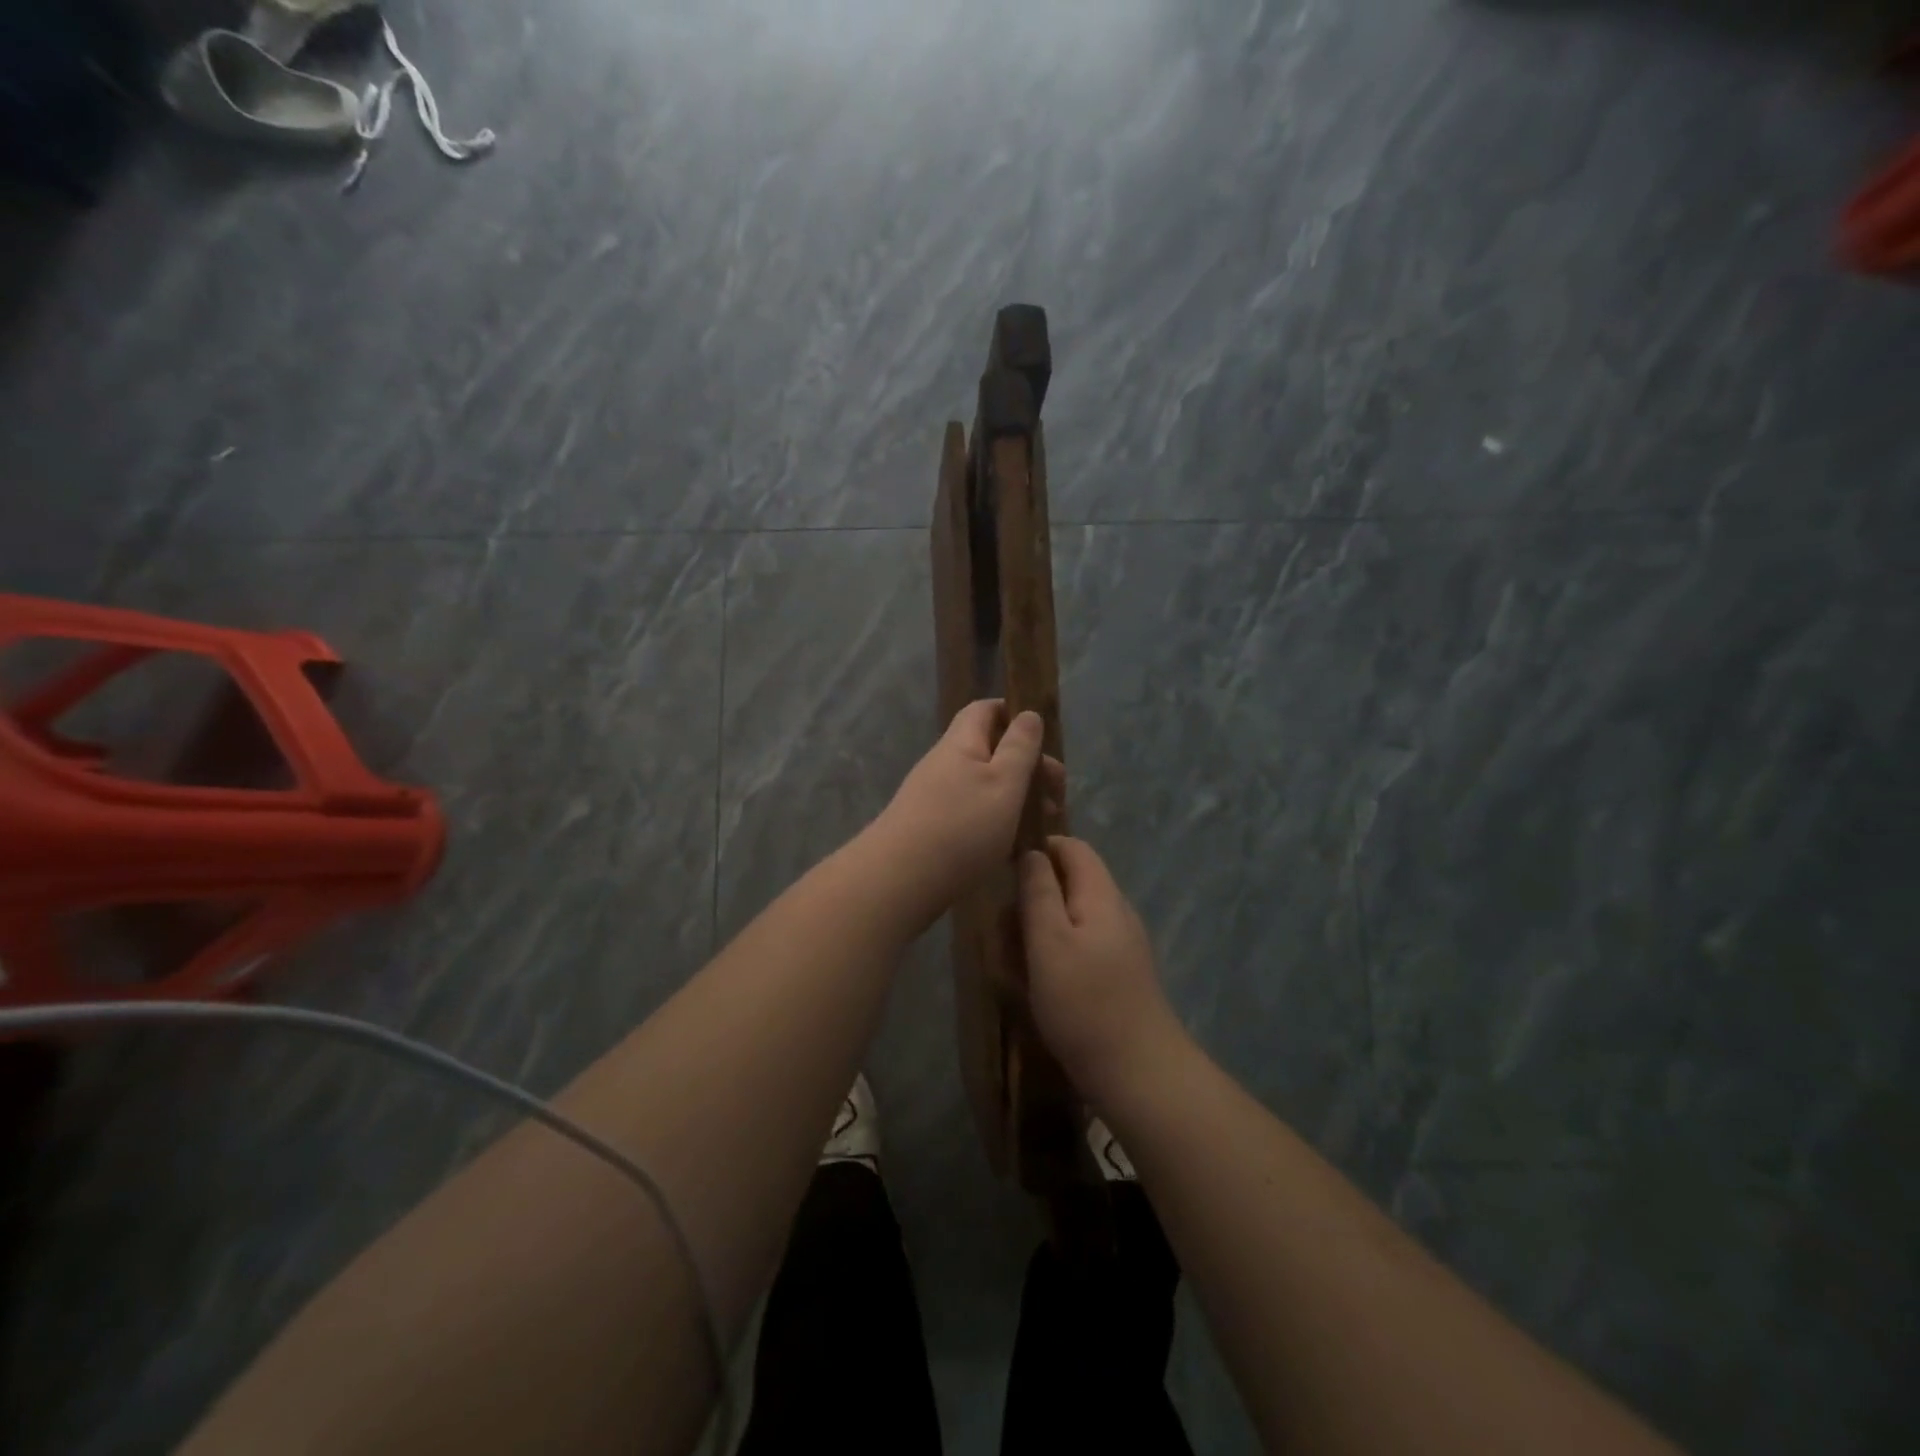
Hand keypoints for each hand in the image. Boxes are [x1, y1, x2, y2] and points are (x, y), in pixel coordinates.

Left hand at [871, 700, 1063, 910]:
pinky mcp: (930, 828)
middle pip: (990, 751)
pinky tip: (1012, 847)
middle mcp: (944, 764)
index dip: (1014, 714)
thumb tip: (1028, 713)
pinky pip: (971, 813)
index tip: (1044, 739)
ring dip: (1015, 798)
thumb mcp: (1004, 782)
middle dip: (1027, 767)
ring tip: (1041, 824)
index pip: (985, 710)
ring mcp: (934, 797)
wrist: (900, 880)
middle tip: (1055, 796)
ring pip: (983, 786)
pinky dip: (996, 822)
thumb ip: (1020, 748)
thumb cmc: (962, 826)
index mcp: (961, 743)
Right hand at [1021, 836, 1182, 1107]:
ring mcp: (1118, 945)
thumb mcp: (1049, 942)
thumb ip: (1039, 892)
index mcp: (1101, 895)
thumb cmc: (1085, 1004)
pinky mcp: (1115, 976)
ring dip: (1035, 935)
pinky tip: (1033, 989)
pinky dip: (1050, 959)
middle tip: (1002, 935)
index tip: (1003, 875)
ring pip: (1067, 921)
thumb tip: (1031, 852)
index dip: (1038, 850)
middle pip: (1067, 884)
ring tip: (1011, 968)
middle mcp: (1114, 912)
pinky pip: (1076, 951)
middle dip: (1030, 902)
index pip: (1072, 847)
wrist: (1139, 1075)